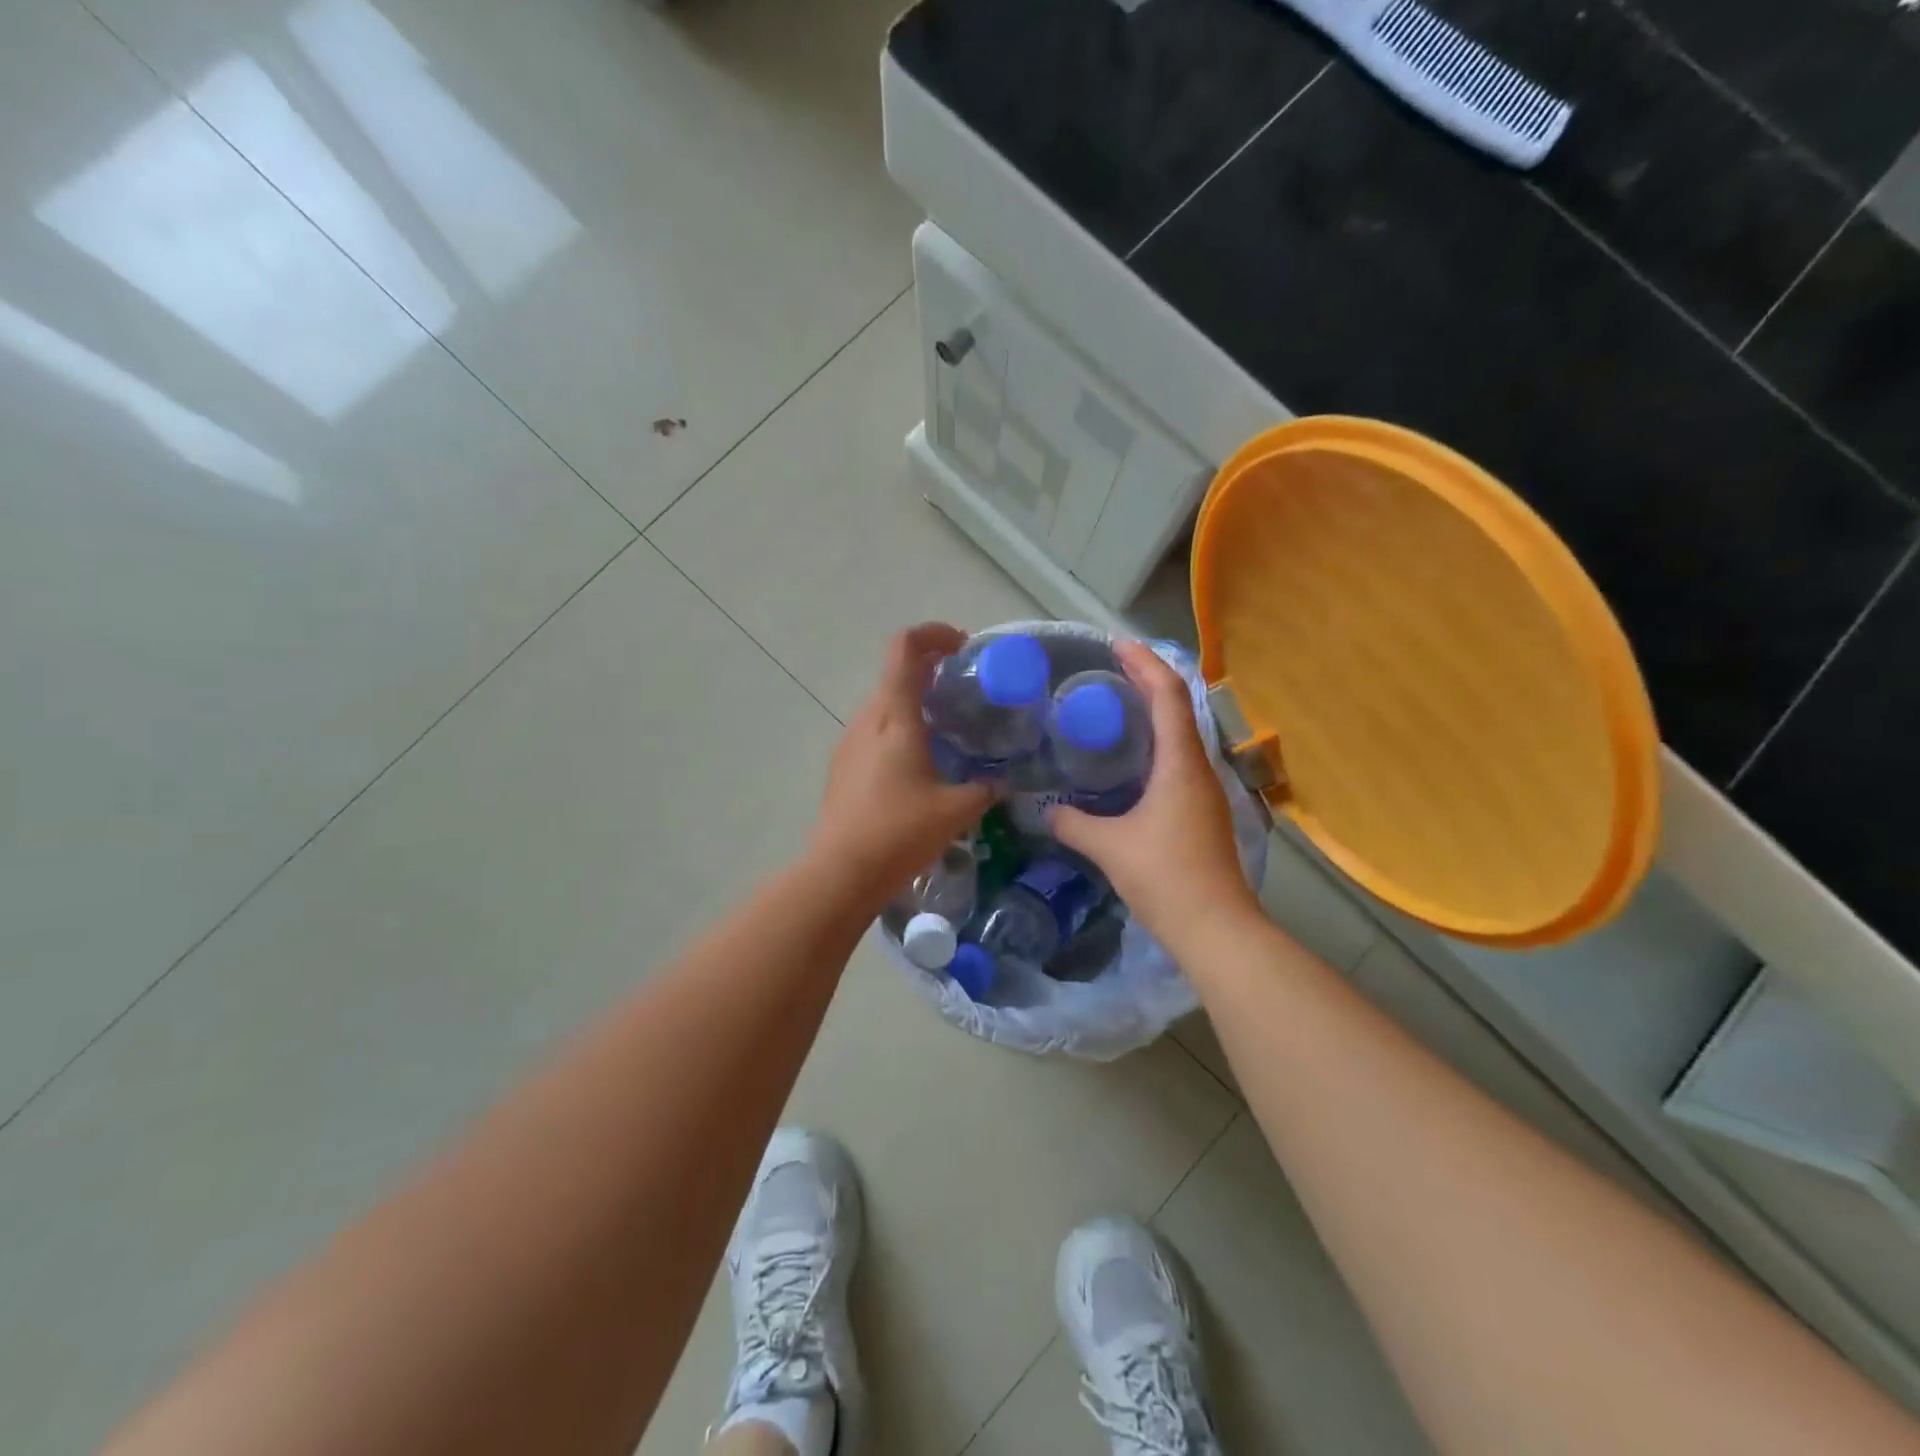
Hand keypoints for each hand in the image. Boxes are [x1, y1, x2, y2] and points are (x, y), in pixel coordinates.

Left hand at [807, 623, 995, 913]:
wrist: (840, 872)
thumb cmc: (900, 832)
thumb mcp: (956, 811)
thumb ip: (984, 790)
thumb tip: (1001, 783)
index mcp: (895, 717)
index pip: (905, 649)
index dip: (933, 634)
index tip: (962, 647)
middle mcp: (867, 720)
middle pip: (895, 674)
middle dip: (931, 671)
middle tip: (964, 692)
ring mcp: (848, 743)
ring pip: (884, 705)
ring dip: (914, 703)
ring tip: (946, 731)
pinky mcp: (841, 767)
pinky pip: (873, 733)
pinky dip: (899, 730)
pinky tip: (919, 765)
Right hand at [1050, 641, 1259, 943]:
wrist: (1216, 927)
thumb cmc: (1165, 877)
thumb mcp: (1109, 847)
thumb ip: (1073, 823)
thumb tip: (1045, 811)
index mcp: (1180, 764)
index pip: (1168, 696)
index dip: (1145, 664)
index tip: (1117, 646)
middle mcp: (1199, 768)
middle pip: (1178, 707)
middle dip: (1147, 681)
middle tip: (1109, 670)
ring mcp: (1205, 791)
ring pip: (1180, 735)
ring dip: (1153, 713)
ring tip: (1115, 707)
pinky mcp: (1202, 812)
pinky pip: (1177, 761)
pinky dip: (1154, 744)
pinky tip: (1129, 761)